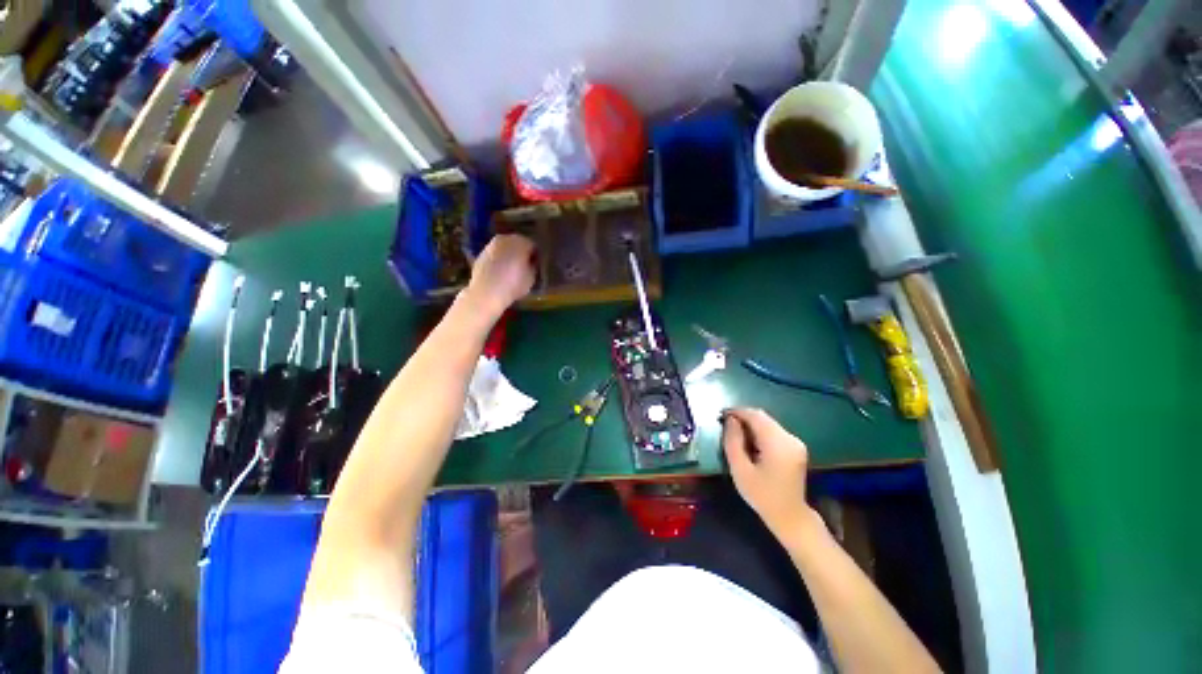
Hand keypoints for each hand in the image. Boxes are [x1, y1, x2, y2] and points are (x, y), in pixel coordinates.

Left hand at [465, 234, 535, 315]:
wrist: (486, 291)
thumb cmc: (514, 284)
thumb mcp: (532, 277)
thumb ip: (533, 266)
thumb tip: (531, 263)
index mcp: (521, 242)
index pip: (533, 246)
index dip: (535, 256)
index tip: (536, 265)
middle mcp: (506, 239)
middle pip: (517, 243)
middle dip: (521, 253)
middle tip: (524, 266)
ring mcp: (491, 245)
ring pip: (505, 248)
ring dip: (509, 255)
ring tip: (512, 269)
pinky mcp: (481, 254)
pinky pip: (495, 255)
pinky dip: (498, 260)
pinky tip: (500, 272)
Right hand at [722, 408, 817, 541]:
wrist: (790, 516)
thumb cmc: (762, 496)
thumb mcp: (740, 470)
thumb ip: (733, 441)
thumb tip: (730, 420)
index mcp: (778, 444)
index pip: (755, 417)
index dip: (737, 412)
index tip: (721, 415)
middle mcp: (790, 438)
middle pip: (763, 417)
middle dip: (743, 417)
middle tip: (725, 424)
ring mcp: (795, 442)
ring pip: (768, 423)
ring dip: (751, 424)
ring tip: (735, 433)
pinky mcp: (796, 447)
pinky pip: (774, 431)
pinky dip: (760, 431)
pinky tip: (750, 442)